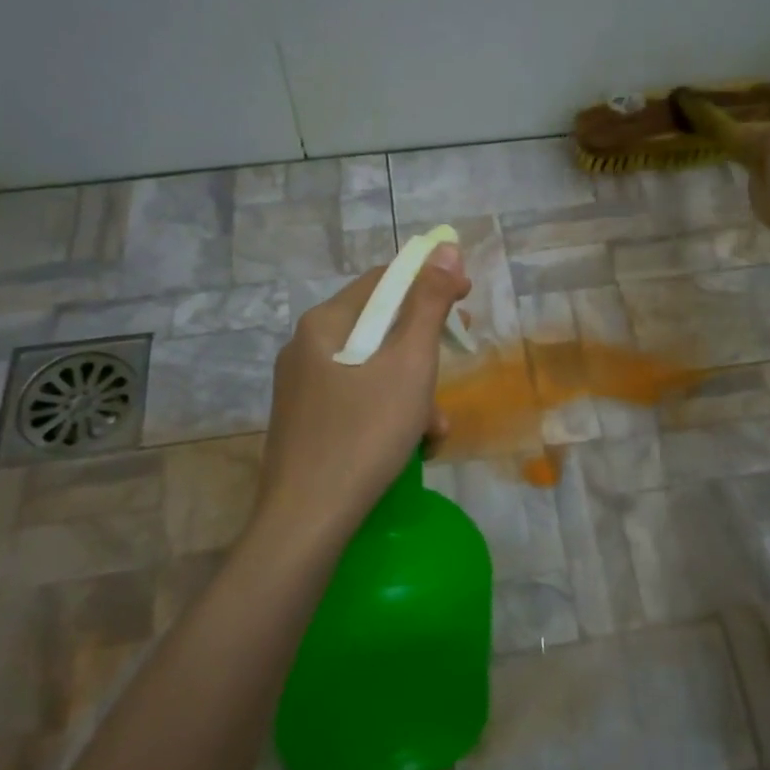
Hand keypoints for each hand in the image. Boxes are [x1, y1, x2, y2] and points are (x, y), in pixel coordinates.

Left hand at [254, 244, 471, 543]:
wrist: (308, 521)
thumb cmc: (364, 434)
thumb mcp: (410, 365)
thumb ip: (429, 304)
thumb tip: (444, 249)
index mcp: (324, 324)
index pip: (384, 281)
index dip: (429, 282)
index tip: (467, 301)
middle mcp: (305, 349)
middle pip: (380, 328)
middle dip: (423, 352)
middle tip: (451, 373)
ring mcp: (302, 389)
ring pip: (373, 371)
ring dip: (412, 392)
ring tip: (433, 429)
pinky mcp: (306, 425)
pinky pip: (358, 402)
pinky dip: (389, 414)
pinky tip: (409, 446)